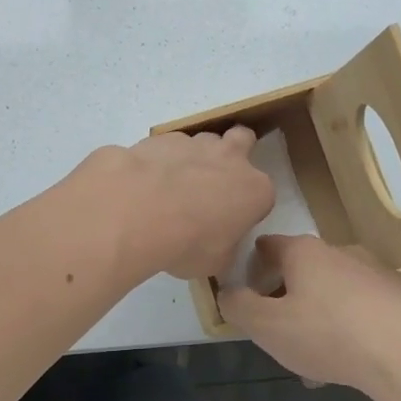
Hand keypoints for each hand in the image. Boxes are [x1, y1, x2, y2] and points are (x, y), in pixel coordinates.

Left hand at [85, 128, 274, 281]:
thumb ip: (224, 248)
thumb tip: (217, 245)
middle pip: (242, 139)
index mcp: (254, 190)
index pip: (261, 194)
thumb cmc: (188, 243)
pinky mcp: (160, 138)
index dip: (247, 206)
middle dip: (234, 152)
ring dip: (194, 158)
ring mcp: (194, 143)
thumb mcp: (215, 262)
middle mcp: (230, 158)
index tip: (230, 222)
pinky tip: (145, 181)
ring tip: (172, 184)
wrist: (139, 211)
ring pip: (202, 141)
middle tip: (214, 178)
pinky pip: (166, 147)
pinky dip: (161, 160)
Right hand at [220, 235, 400, 394]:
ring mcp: (381, 272)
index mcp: (305, 253)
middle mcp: (342, 252)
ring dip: (328, 314)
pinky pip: (377, 308)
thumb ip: (239, 307)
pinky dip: (366, 324)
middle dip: (292, 297)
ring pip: (342, 290)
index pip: (269, 245)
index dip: (254, 266)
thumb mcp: (267, 327)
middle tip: (286, 334)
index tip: (250, 293)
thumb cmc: (328, 335)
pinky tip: (366, 356)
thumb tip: (227, 291)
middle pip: (306, 269)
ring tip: (325, 359)